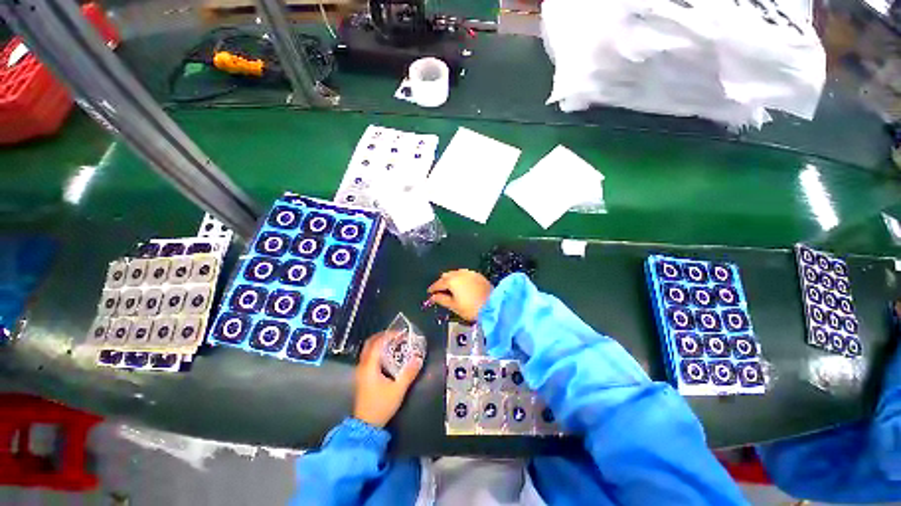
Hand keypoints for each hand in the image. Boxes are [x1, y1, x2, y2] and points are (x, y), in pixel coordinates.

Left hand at [353, 332, 422, 427]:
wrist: (366, 426)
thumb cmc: (381, 406)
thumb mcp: (398, 389)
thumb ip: (409, 373)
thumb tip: (418, 358)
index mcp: (369, 366)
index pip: (377, 343)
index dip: (388, 335)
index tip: (400, 333)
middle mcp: (363, 366)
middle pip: (370, 344)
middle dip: (383, 336)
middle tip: (396, 335)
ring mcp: (361, 372)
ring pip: (368, 350)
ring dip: (380, 343)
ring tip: (394, 343)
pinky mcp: (362, 377)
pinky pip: (369, 357)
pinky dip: (378, 351)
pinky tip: (388, 356)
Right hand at [427, 269, 492, 321]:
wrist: (493, 305)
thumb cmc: (471, 308)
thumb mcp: (454, 306)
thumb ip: (441, 300)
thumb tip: (432, 297)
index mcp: (452, 280)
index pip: (438, 283)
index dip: (433, 289)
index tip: (429, 293)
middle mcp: (459, 273)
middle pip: (447, 276)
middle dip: (442, 282)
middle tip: (440, 291)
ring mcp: (469, 273)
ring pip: (456, 273)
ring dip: (451, 279)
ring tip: (451, 288)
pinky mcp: (477, 275)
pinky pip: (465, 274)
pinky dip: (460, 278)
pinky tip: (461, 285)